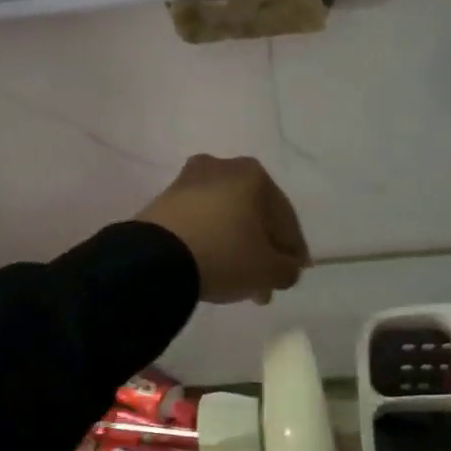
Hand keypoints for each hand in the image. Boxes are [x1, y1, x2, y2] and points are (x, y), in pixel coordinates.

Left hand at [136, 155, 309, 304]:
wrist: (155, 258)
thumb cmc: (224, 254)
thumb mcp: (268, 270)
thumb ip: (287, 269)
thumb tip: (287, 269)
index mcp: (254, 174)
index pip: (285, 216)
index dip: (293, 249)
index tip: (294, 272)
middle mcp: (222, 167)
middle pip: (253, 214)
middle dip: (262, 249)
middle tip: (266, 282)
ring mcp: (188, 182)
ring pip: (225, 218)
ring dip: (236, 247)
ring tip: (240, 281)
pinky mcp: (164, 201)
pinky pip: (200, 222)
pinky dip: (211, 242)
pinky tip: (213, 267)